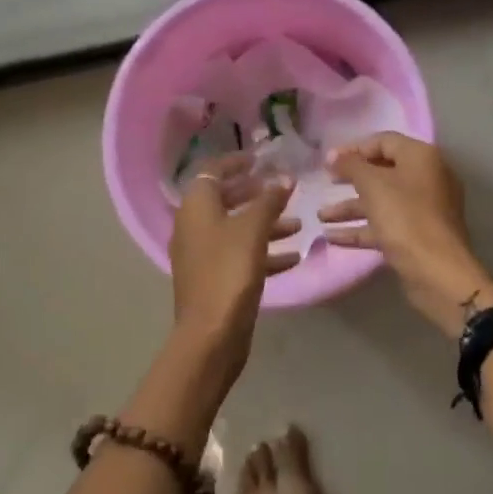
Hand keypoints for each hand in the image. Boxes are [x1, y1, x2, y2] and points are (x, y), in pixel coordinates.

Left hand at [168, 154, 298, 368]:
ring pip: (236, 229)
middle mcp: (193, 226)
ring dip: (266, 224)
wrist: (211, 334)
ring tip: (299, 225)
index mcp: (195, 207)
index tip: (261, 159)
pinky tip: (293, 258)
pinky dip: (264, 252)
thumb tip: (284, 178)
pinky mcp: (214, 278)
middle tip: (283, 190)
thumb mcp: (253, 230)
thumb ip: (269, 200)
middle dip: (256, 194)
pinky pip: (240, 255)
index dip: (236, 162)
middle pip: (225, 199)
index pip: (212, 171)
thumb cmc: (229, 271)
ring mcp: (202, 255)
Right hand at [321, 133, 492, 336]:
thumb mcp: (373, 185)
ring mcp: (424, 209)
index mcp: (422, 157)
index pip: (384, 141)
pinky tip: (333, 237)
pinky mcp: (418, 235)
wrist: (437, 272)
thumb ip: (351, 165)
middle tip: (325, 184)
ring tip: (321, 216)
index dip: (354, 149)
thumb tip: (333, 155)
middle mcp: (427, 178)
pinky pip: (386, 224)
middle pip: (383, 171)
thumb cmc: (405, 217)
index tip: (328, 162)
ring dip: (351, 207)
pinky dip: (362, 228)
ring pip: (382, 201)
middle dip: (351, 179)